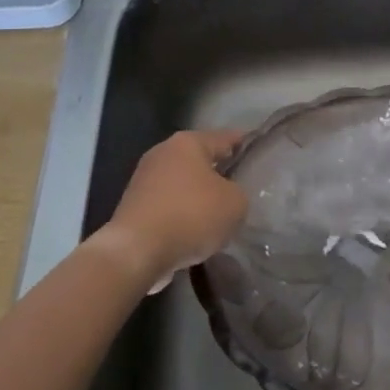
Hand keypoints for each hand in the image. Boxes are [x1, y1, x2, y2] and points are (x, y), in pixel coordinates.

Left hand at [96, 129, 247, 285]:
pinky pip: (168, 206)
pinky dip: (181, 215)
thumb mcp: (235, 204)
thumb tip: (227, 196)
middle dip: (218, 172)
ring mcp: (144, 180)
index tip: (256, 148)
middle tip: (240, 186)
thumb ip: (238, 193)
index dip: (243, 143)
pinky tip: (194, 233)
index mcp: (188, 143)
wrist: (136, 252)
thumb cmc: (191, 216)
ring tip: (218, 215)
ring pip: (182, 184)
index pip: (224, 137)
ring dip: (198, 196)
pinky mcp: (133, 207)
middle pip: (199, 159)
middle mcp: (162, 153)